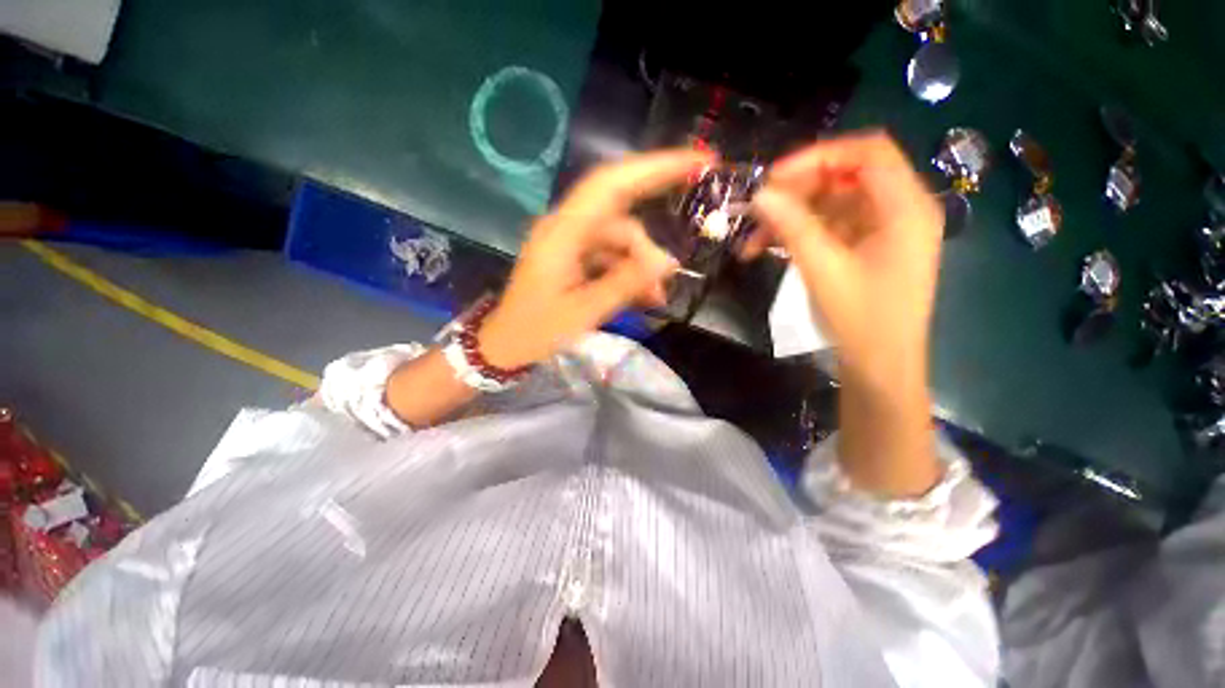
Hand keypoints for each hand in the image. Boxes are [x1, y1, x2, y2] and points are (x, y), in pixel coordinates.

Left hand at [479, 150, 713, 368]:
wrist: (505, 347)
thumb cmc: (537, 331)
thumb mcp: (585, 311)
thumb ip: (626, 283)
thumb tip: (668, 261)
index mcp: (563, 233)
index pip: (612, 184)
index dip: (655, 168)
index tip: (697, 162)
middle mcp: (566, 228)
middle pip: (621, 219)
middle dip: (647, 248)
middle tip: (669, 276)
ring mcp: (569, 243)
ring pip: (618, 242)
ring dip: (638, 267)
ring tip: (654, 299)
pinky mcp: (572, 258)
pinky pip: (608, 257)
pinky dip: (626, 274)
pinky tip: (640, 297)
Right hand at [746, 131, 942, 389]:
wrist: (880, 367)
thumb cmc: (862, 320)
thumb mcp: (824, 269)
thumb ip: (793, 226)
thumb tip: (760, 194)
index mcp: (906, 207)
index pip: (867, 152)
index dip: (818, 156)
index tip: (774, 178)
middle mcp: (900, 210)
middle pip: (846, 177)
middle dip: (797, 191)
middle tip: (757, 210)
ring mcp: (883, 230)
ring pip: (832, 204)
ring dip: (791, 217)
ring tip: (753, 241)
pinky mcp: (867, 248)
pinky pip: (830, 227)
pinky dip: (800, 234)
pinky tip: (769, 249)